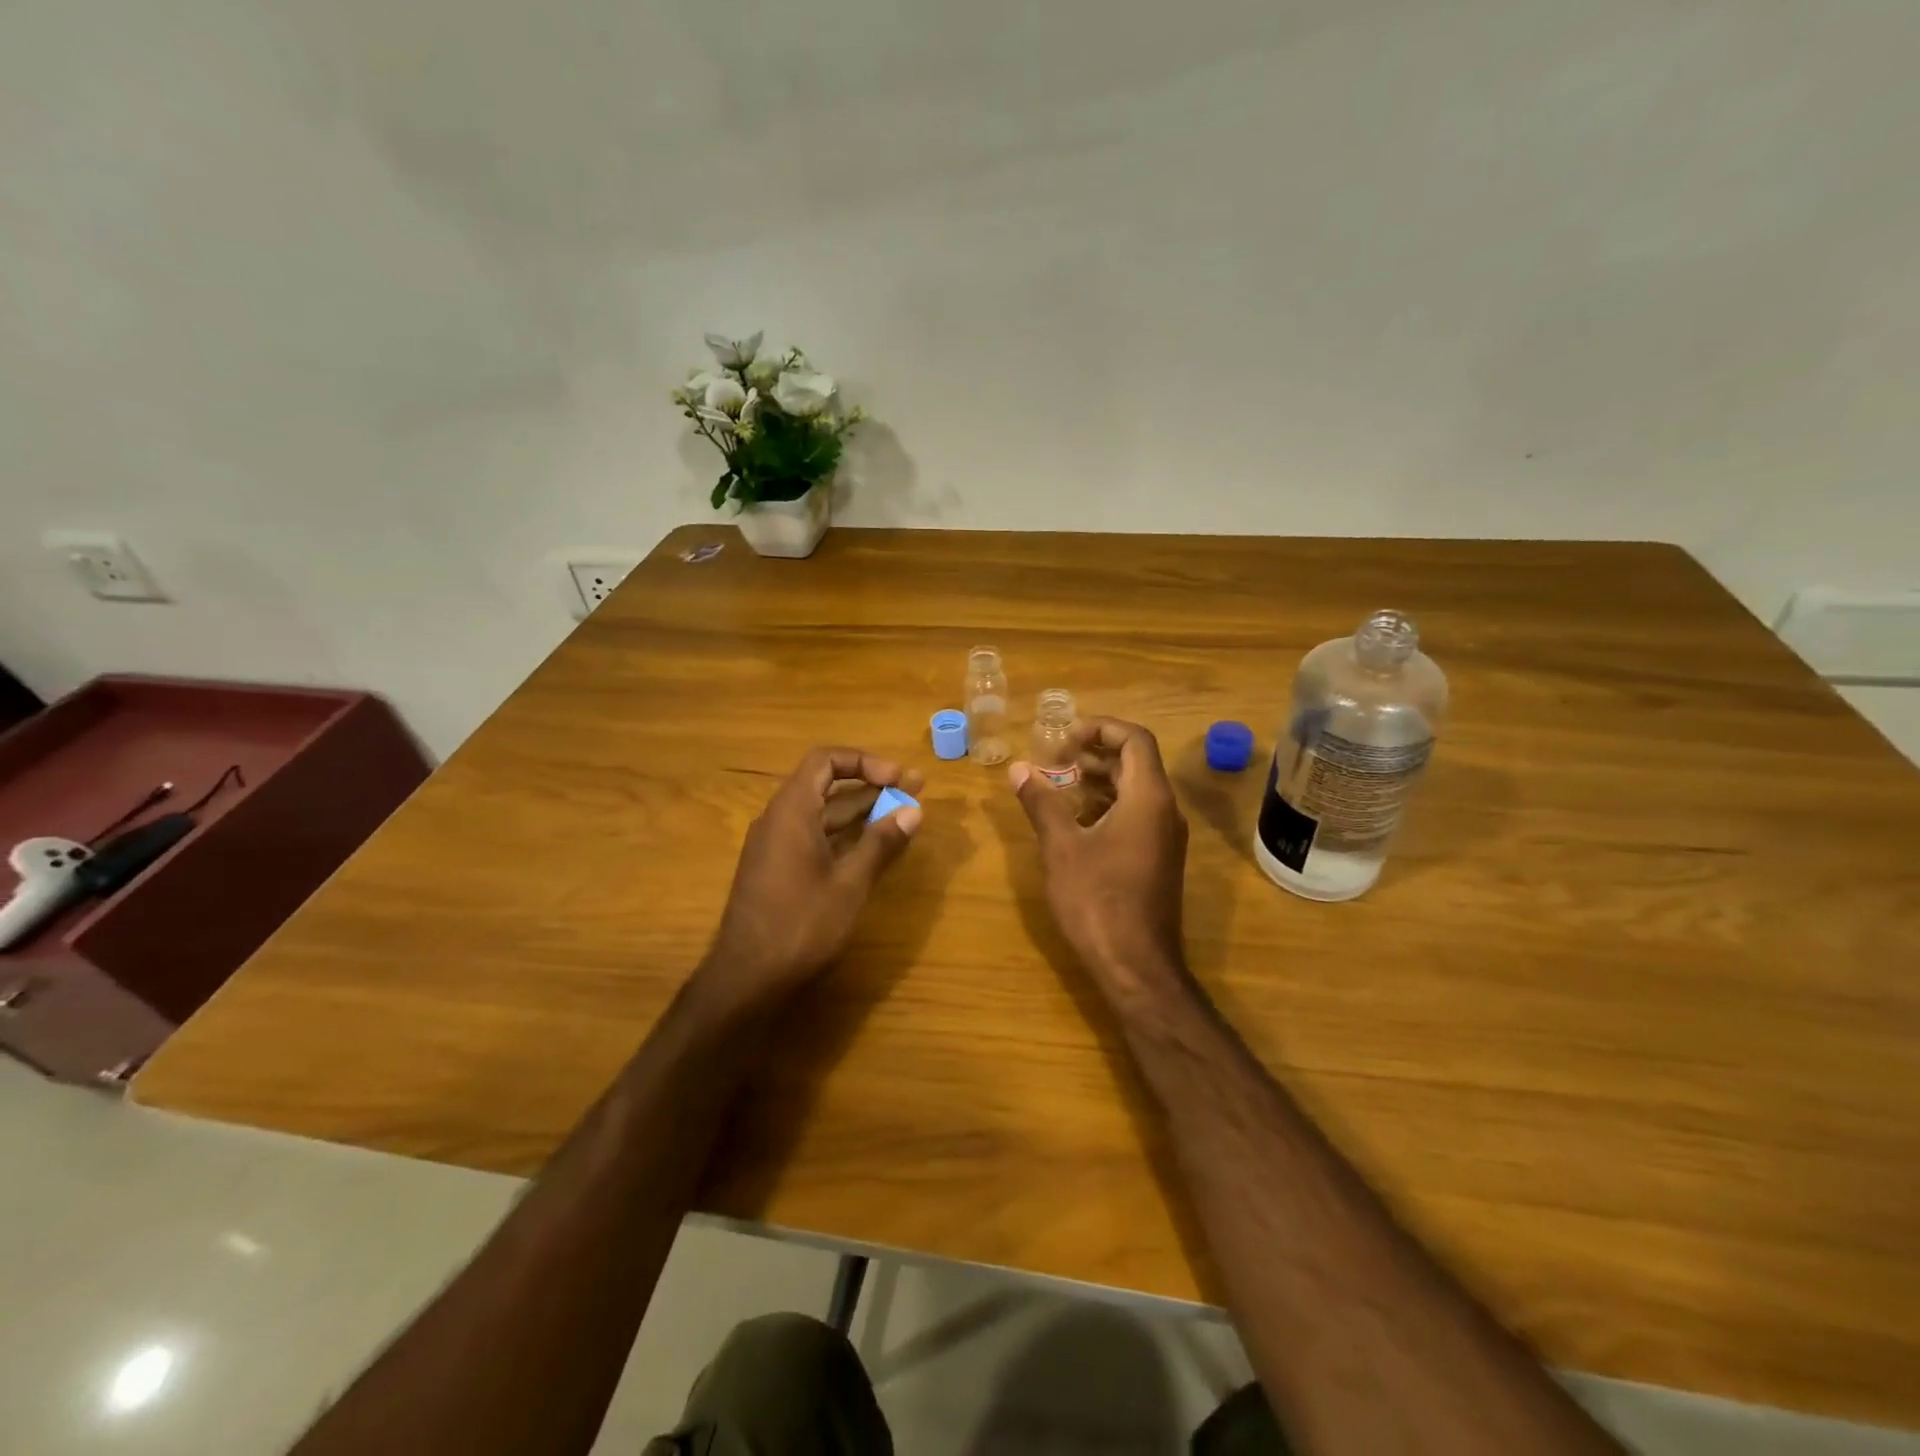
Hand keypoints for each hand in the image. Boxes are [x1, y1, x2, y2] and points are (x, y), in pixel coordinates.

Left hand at [700, 747, 922, 1009]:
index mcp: (792, 811)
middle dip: (871, 785)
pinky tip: (872, 846)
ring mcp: (774, 845)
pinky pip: (813, 835)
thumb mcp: (850, 883)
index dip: (864, 762)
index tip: (897, 779)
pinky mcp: (776, 868)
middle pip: (826, 784)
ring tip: (902, 813)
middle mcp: (778, 819)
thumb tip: (913, 810)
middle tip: (913, 789)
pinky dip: (843, 834)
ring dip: (860, 810)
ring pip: (821, 812)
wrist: (747, 977)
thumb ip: (881, 842)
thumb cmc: (800, 924)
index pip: (825, 760)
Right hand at [1008, 717, 1188, 992]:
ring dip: (1099, 780)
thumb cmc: (1097, 900)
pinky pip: (1136, 815)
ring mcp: (1165, 837)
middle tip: (1054, 759)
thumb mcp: (1061, 847)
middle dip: (1095, 753)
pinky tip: (1075, 821)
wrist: (1135, 966)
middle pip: (1136, 762)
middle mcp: (1165, 810)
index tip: (1063, 738)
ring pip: (1136, 790)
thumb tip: (1018, 768)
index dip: (1100, 728)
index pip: (1134, 738)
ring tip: (1059, 785)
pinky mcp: (1158, 859)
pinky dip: (1107, 805)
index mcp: (1148, 798)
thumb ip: (1041, 802)